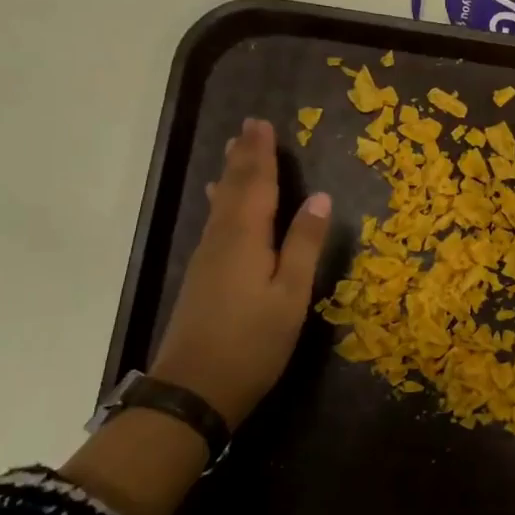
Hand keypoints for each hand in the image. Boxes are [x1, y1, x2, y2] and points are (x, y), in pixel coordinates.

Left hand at [150, 117, 331, 425]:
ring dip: (230, 176)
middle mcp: (221, 239)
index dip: (261, 154)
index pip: (257, 185)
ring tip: (232, 153)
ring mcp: (206, 259)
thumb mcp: (290, 294)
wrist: (194, 390)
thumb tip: (321, 197)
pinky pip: (215, 222)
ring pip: (221, 205)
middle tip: (247, 128)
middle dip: (243, 158)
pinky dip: (223, 202)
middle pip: (234, 189)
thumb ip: (304, 244)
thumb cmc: (252, 342)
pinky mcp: (201, 277)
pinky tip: (220, 205)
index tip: (263, 124)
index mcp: (246, 238)